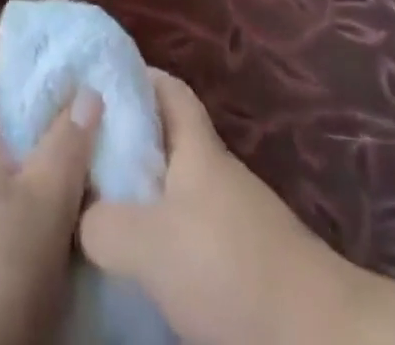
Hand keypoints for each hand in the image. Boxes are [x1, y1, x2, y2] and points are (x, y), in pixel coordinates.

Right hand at [79, 70, 337, 344]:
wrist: (316, 336)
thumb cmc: (229, 266)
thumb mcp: (152, 244)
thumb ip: (105, 223)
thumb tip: (79, 217)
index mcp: (197, 148)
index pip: (167, 89)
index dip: (134, 76)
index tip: (95, 81)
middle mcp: (215, 173)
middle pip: (166, 141)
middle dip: (125, 143)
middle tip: (79, 155)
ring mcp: (232, 218)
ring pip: (174, 191)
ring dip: (140, 196)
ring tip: (95, 210)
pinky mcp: (242, 263)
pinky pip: (188, 234)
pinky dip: (161, 239)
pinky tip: (138, 263)